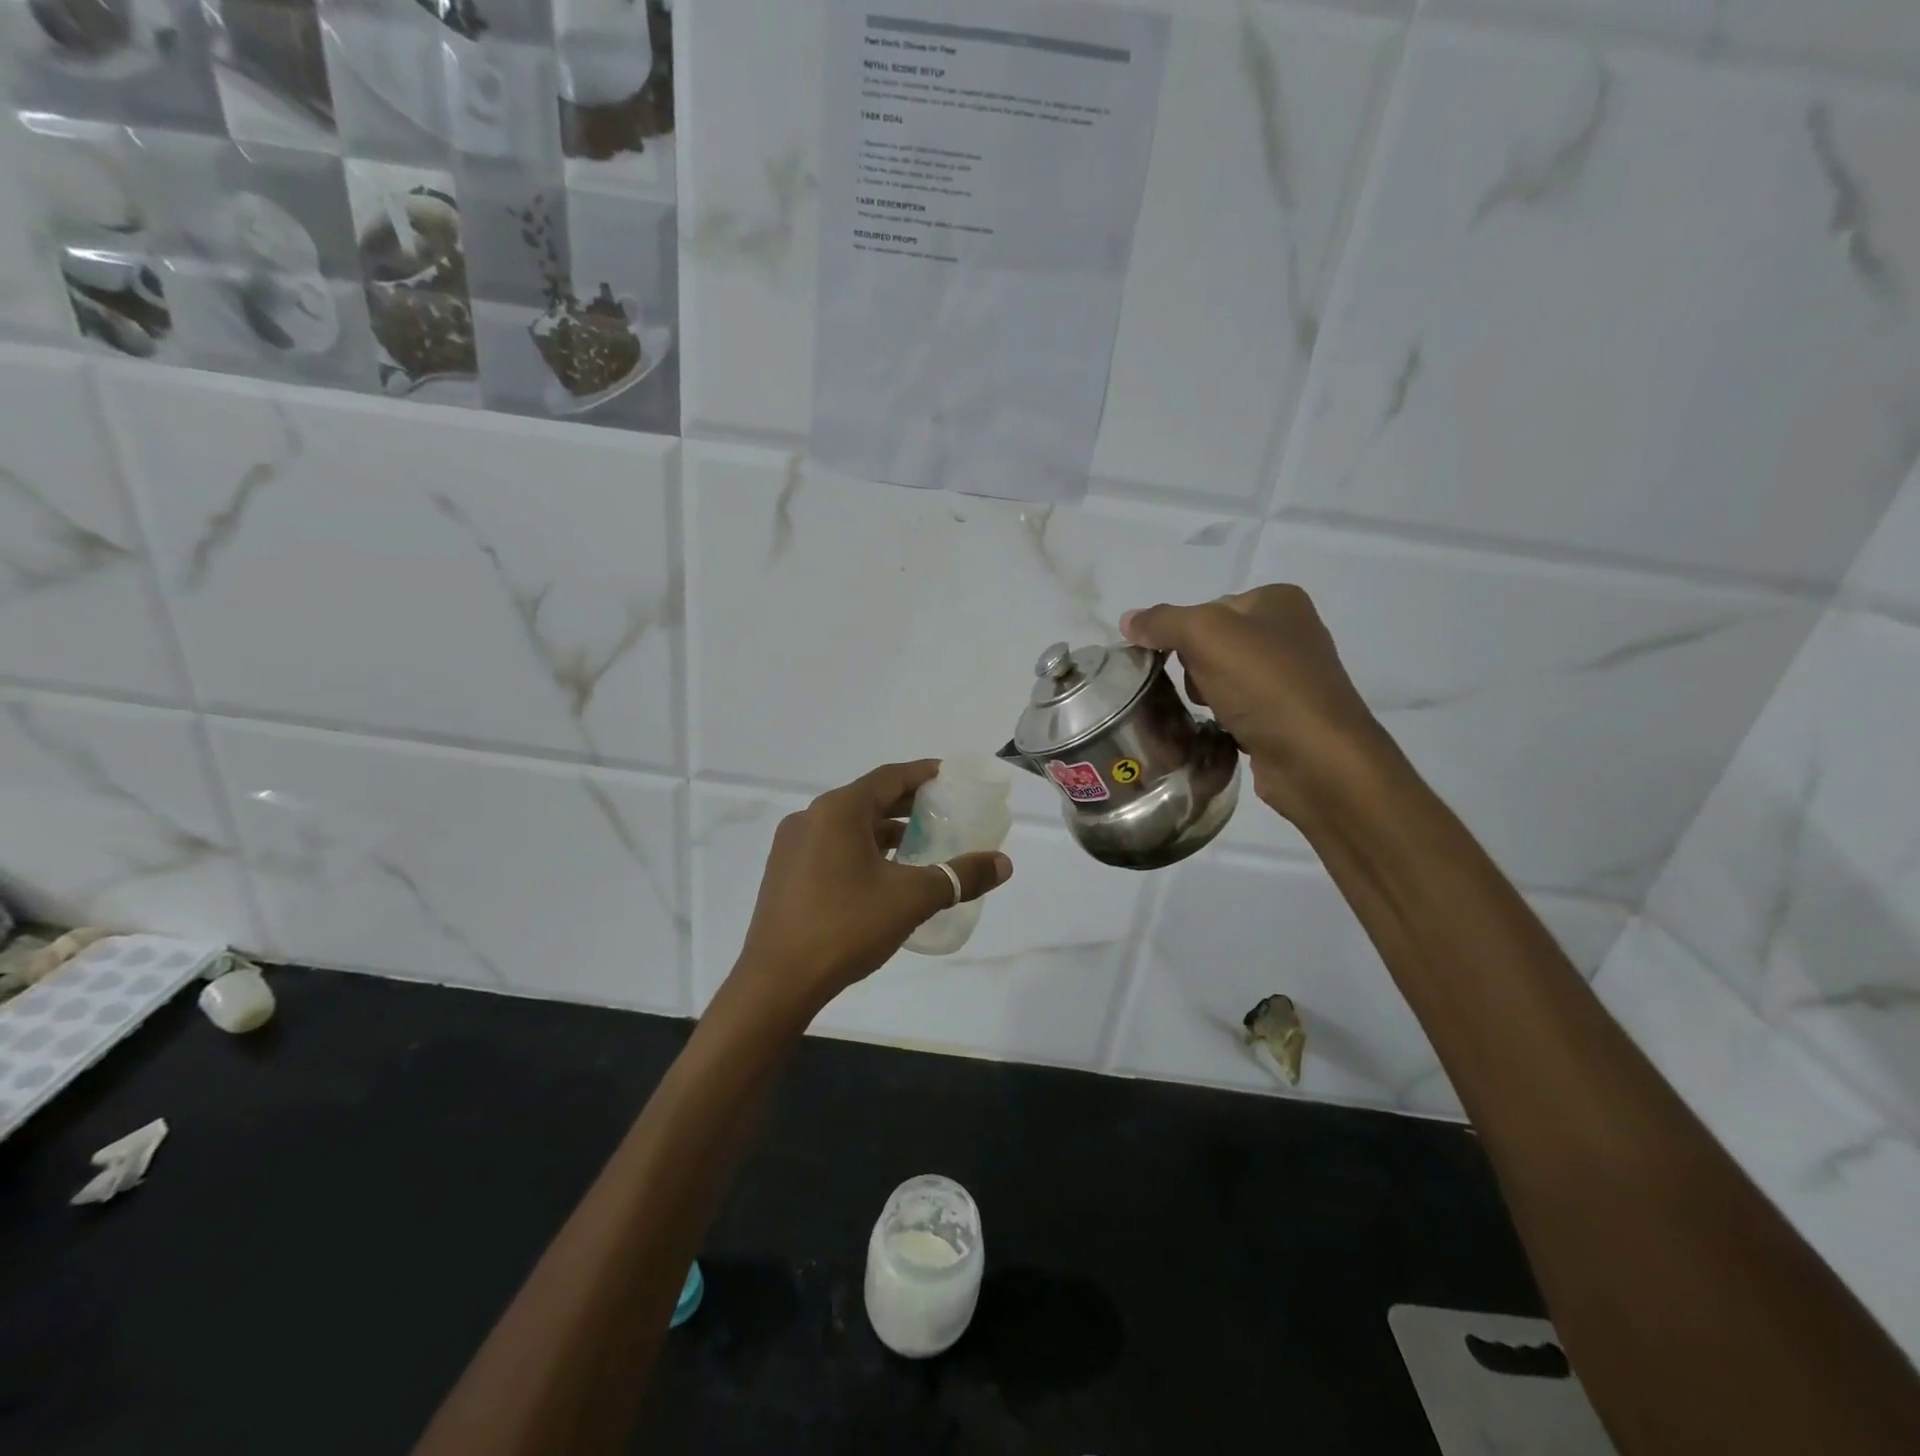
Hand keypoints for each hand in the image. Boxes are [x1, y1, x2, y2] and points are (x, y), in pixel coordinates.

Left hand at [732, 760, 1012, 1014]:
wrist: (776, 983)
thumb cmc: (846, 927)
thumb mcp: (911, 899)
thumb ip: (959, 876)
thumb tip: (1004, 864)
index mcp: (837, 811)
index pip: (889, 777)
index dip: (923, 774)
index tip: (950, 777)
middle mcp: (811, 818)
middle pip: (868, 798)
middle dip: (907, 804)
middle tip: (944, 811)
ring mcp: (792, 846)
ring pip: (849, 825)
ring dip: (884, 830)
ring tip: (920, 844)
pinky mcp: (785, 873)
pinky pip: (831, 847)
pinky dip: (862, 849)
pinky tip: (883, 873)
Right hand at [1120, 585, 1381, 826]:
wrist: (1316, 758)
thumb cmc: (1264, 685)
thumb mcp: (1205, 636)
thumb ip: (1162, 622)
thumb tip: (1128, 620)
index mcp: (1278, 601)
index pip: (1206, 607)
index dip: (1181, 634)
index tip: (1172, 661)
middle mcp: (1289, 633)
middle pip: (1211, 643)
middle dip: (1193, 668)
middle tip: (1200, 690)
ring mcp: (1290, 678)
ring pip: (1220, 678)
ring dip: (1205, 696)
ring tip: (1213, 714)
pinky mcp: (1284, 718)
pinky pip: (1235, 709)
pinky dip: (1223, 719)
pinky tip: (1223, 731)